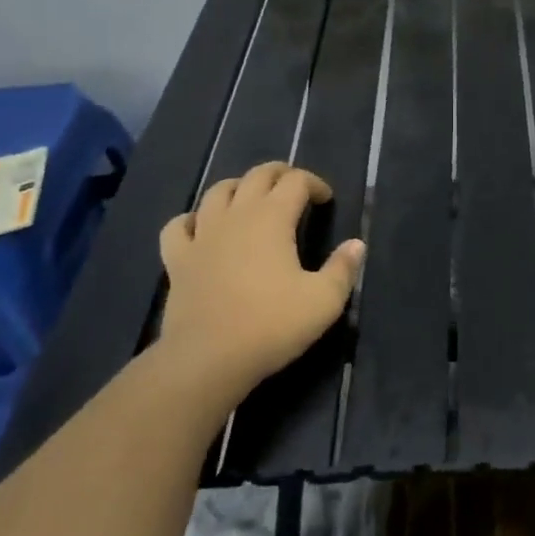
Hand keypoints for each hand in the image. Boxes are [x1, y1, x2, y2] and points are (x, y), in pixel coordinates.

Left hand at [154, 161, 365, 403]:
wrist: (206, 361)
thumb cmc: (270, 326)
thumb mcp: (323, 301)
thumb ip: (343, 269)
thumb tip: (356, 244)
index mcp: (273, 217)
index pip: (296, 181)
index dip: (315, 183)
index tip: (326, 200)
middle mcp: (237, 215)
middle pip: (257, 175)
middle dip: (280, 174)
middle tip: (294, 188)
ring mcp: (203, 235)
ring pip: (217, 191)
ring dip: (238, 187)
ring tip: (251, 199)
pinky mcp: (177, 259)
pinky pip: (178, 226)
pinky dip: (192, 219)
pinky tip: (201, 229)